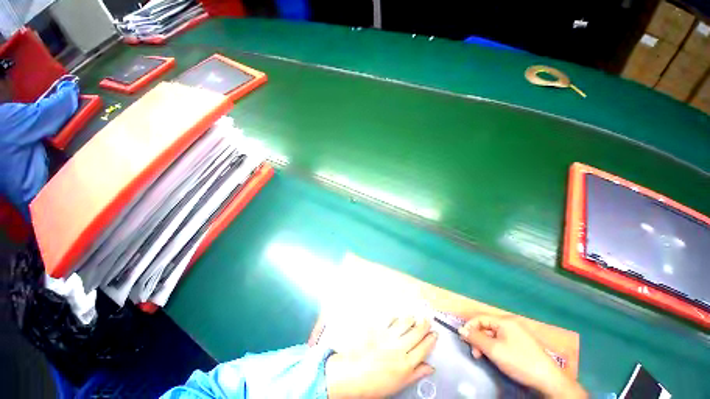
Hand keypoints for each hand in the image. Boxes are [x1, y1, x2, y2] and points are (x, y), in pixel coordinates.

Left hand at [326, 317, 437, 397]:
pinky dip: (395, 317)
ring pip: (404, 324)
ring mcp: (388, 337)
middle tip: (428, 320)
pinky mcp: (378, 330)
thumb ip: (416, 374)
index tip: (435, 334)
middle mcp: (399, 348)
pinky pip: (389, 320)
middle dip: (424, 325)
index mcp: (406, 364)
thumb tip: (430, 368)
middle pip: (416, 334)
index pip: (424, 349)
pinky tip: (397, 316)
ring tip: (414, 316)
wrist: (354, 376)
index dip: (431, 340)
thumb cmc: (375, 384)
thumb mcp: (399, 384)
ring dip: (411, 319)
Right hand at [459, 315, 585, 398]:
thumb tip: (461, 330)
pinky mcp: (522, 343)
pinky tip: (495, 357)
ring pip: (494, 334)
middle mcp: (511, 324)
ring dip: (485, 344)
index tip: (463, 339)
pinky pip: (502, 340)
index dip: (469, 326)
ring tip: (483, 357)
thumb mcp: (493, 350)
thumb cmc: (519, 361)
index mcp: (504, 321)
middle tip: (474, 353)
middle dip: (478, 338)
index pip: (480, 318)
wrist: (548, 379)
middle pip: (487, 326)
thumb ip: (475, 338)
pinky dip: (495, 347)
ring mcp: (518, 333)